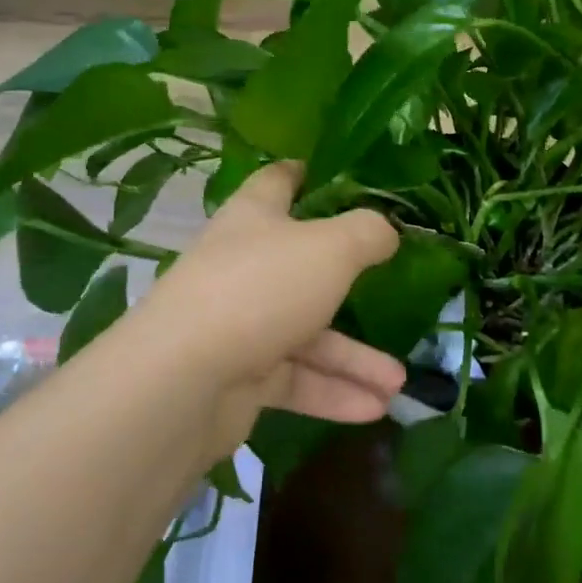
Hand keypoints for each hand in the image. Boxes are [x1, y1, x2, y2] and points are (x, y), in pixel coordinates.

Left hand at [138, 162, 405, 451]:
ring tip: (398, 383)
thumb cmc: (261, 289)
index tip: (340, 176)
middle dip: (350, 285)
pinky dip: (331, 392)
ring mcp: (240, 322)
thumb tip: (387, 230)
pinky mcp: (239, 375)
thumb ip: (367, 233)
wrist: (183, 380)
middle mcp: (245, 265)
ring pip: (307, 335)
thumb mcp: (331, 248)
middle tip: (393, 290)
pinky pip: (294, 379)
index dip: (306, 174)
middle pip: (303, 266)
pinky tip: (374, 409)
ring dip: (353, 359)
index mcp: (254, 218)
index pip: (279, 182)